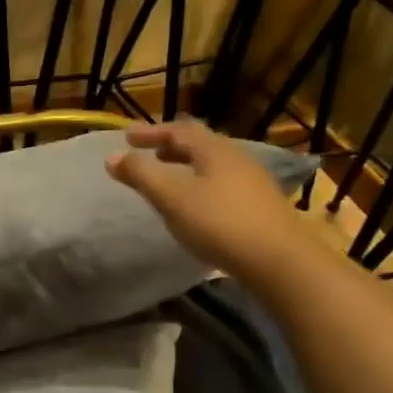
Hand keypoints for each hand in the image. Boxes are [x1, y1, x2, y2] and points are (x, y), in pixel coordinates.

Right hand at [105, 120, 312, 276]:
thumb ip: (141, 175)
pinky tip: (197, 204)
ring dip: (187, 165)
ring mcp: (253, 182)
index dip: (151, 132)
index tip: (127, 137)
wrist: (280, 262)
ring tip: (170, 177)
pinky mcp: (261, 206)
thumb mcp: (172, 198)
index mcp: (214, 150)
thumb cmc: (220, 224)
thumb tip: (112, 157)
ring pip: (213, 164)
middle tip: (149, 153)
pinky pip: (223, 183)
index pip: (179, 130)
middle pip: (200, 144)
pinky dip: (201, 183)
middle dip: (171, 146)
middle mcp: (236, 158)